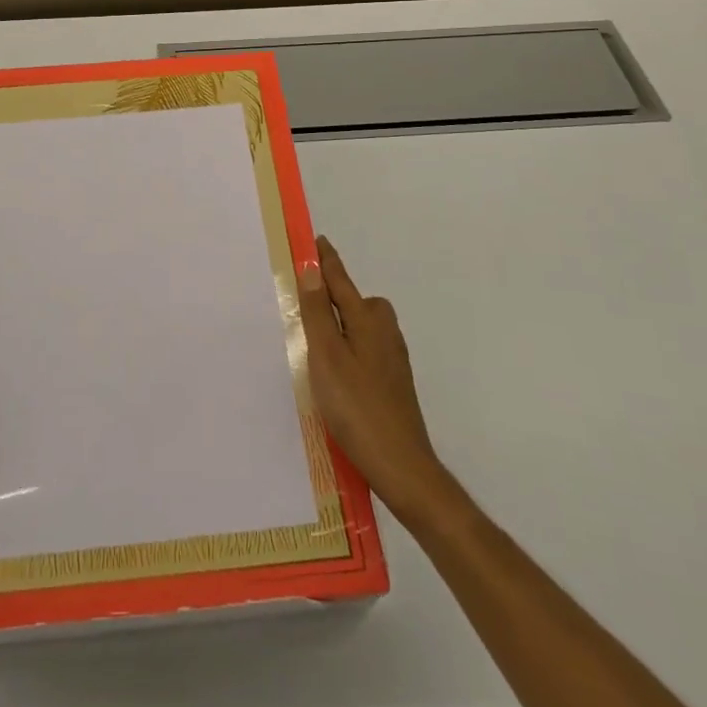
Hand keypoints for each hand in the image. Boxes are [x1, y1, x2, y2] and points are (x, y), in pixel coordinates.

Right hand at [297, 236, 448, 519]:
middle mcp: (384, 332)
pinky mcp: (392, 381)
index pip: (340, 280)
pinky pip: (365, 348)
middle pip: (356, 301)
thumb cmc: (357, 407)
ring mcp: (391, 358)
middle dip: (334, 293)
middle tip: (304, 300)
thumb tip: (312, 271)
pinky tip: (334, 371)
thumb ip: (317, 313)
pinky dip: (348, 347)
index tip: (314, 240)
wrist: (402, 466)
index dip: (325, 261)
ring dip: (340, 323)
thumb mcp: (327, 357)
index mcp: (367, 321)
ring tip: (313, 339)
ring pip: (361, 327)